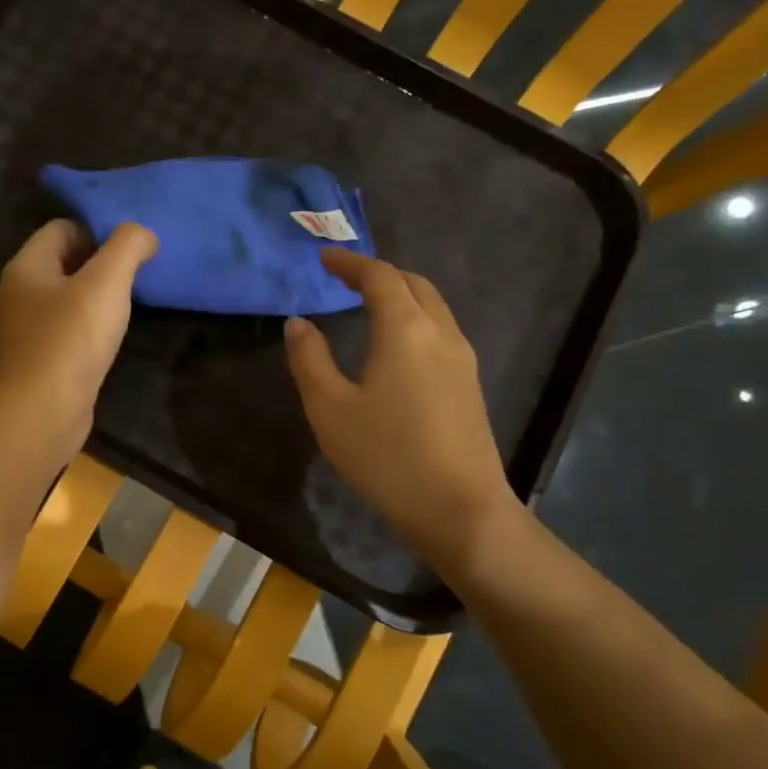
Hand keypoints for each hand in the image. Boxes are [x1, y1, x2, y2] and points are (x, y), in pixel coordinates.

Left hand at [0, 219, 157, 466]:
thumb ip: (128, 246)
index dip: (98, 231)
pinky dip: (89, 329)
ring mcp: (27, 329)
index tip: (131, 251)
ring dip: (96, 299)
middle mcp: (20, 293)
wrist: (42, 413)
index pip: (63, 227)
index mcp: (27, 266)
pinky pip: (68, 330)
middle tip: (136, 277)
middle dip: (101, 264)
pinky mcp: (39, 360)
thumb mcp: (106, 282)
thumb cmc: (71, 340)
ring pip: (67, 298)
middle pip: (65, 262)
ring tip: (127, 308)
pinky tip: (109, 341)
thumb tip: (144, 234)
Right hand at [284, 250, 518, 562]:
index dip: (350, 263)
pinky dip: (414, 319)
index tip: (325, 258)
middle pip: (414, 284)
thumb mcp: (331, 408)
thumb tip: (298, 324)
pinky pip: (440, 331)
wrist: (460, 510)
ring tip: (368, 305)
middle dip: (379, 274)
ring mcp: (462, 360)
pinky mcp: (469, 385)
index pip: (380, 277)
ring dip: (401, 295)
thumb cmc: (387, 457)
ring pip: (433, 307)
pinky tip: (396, 345)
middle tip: (345, 278)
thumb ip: (310, 360)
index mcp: (406, 330)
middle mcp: (441, 334)